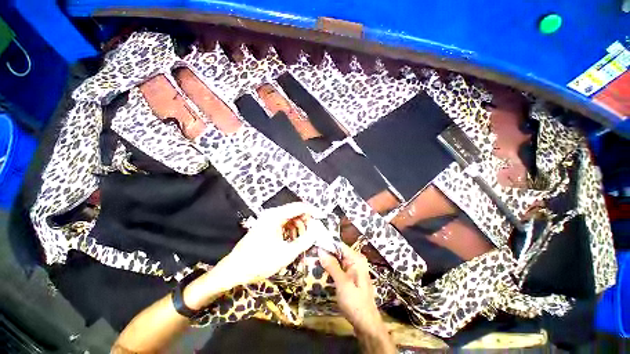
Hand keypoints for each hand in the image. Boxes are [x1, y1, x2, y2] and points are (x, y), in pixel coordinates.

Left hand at [216, 202, 323, 285]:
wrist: (234, 270)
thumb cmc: (259, 262)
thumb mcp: (286, 254)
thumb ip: (304, 241)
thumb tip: (317, 231)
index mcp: (276, 216)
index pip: (299, 207)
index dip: (313, 211)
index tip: (322, 217)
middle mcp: (272, 214)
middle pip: (295, 211)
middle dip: (306, 220)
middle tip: (314, 232)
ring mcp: (269, 219)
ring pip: (290, 218)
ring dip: (299, 226)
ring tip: (304, 238)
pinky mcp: (267, 226)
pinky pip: (284, 223)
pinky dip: (292, 230)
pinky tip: (294, 240)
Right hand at [318, 244, 383, 334]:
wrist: (366, 325)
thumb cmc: (356, 303)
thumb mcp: (342, 283)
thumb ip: (332, 266)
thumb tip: (321, 250)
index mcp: (356, 259)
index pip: (339, 245)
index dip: (326, 244)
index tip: (313, 244)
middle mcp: (355, 262)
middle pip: (337, 253)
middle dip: (325, 254)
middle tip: (310, 254)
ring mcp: (353, 270)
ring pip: (336, 261)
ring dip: (326, 262)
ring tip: (312, 262)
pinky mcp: (349, 278)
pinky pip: (338, 269)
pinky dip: (329, 270)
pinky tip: (320, 272)